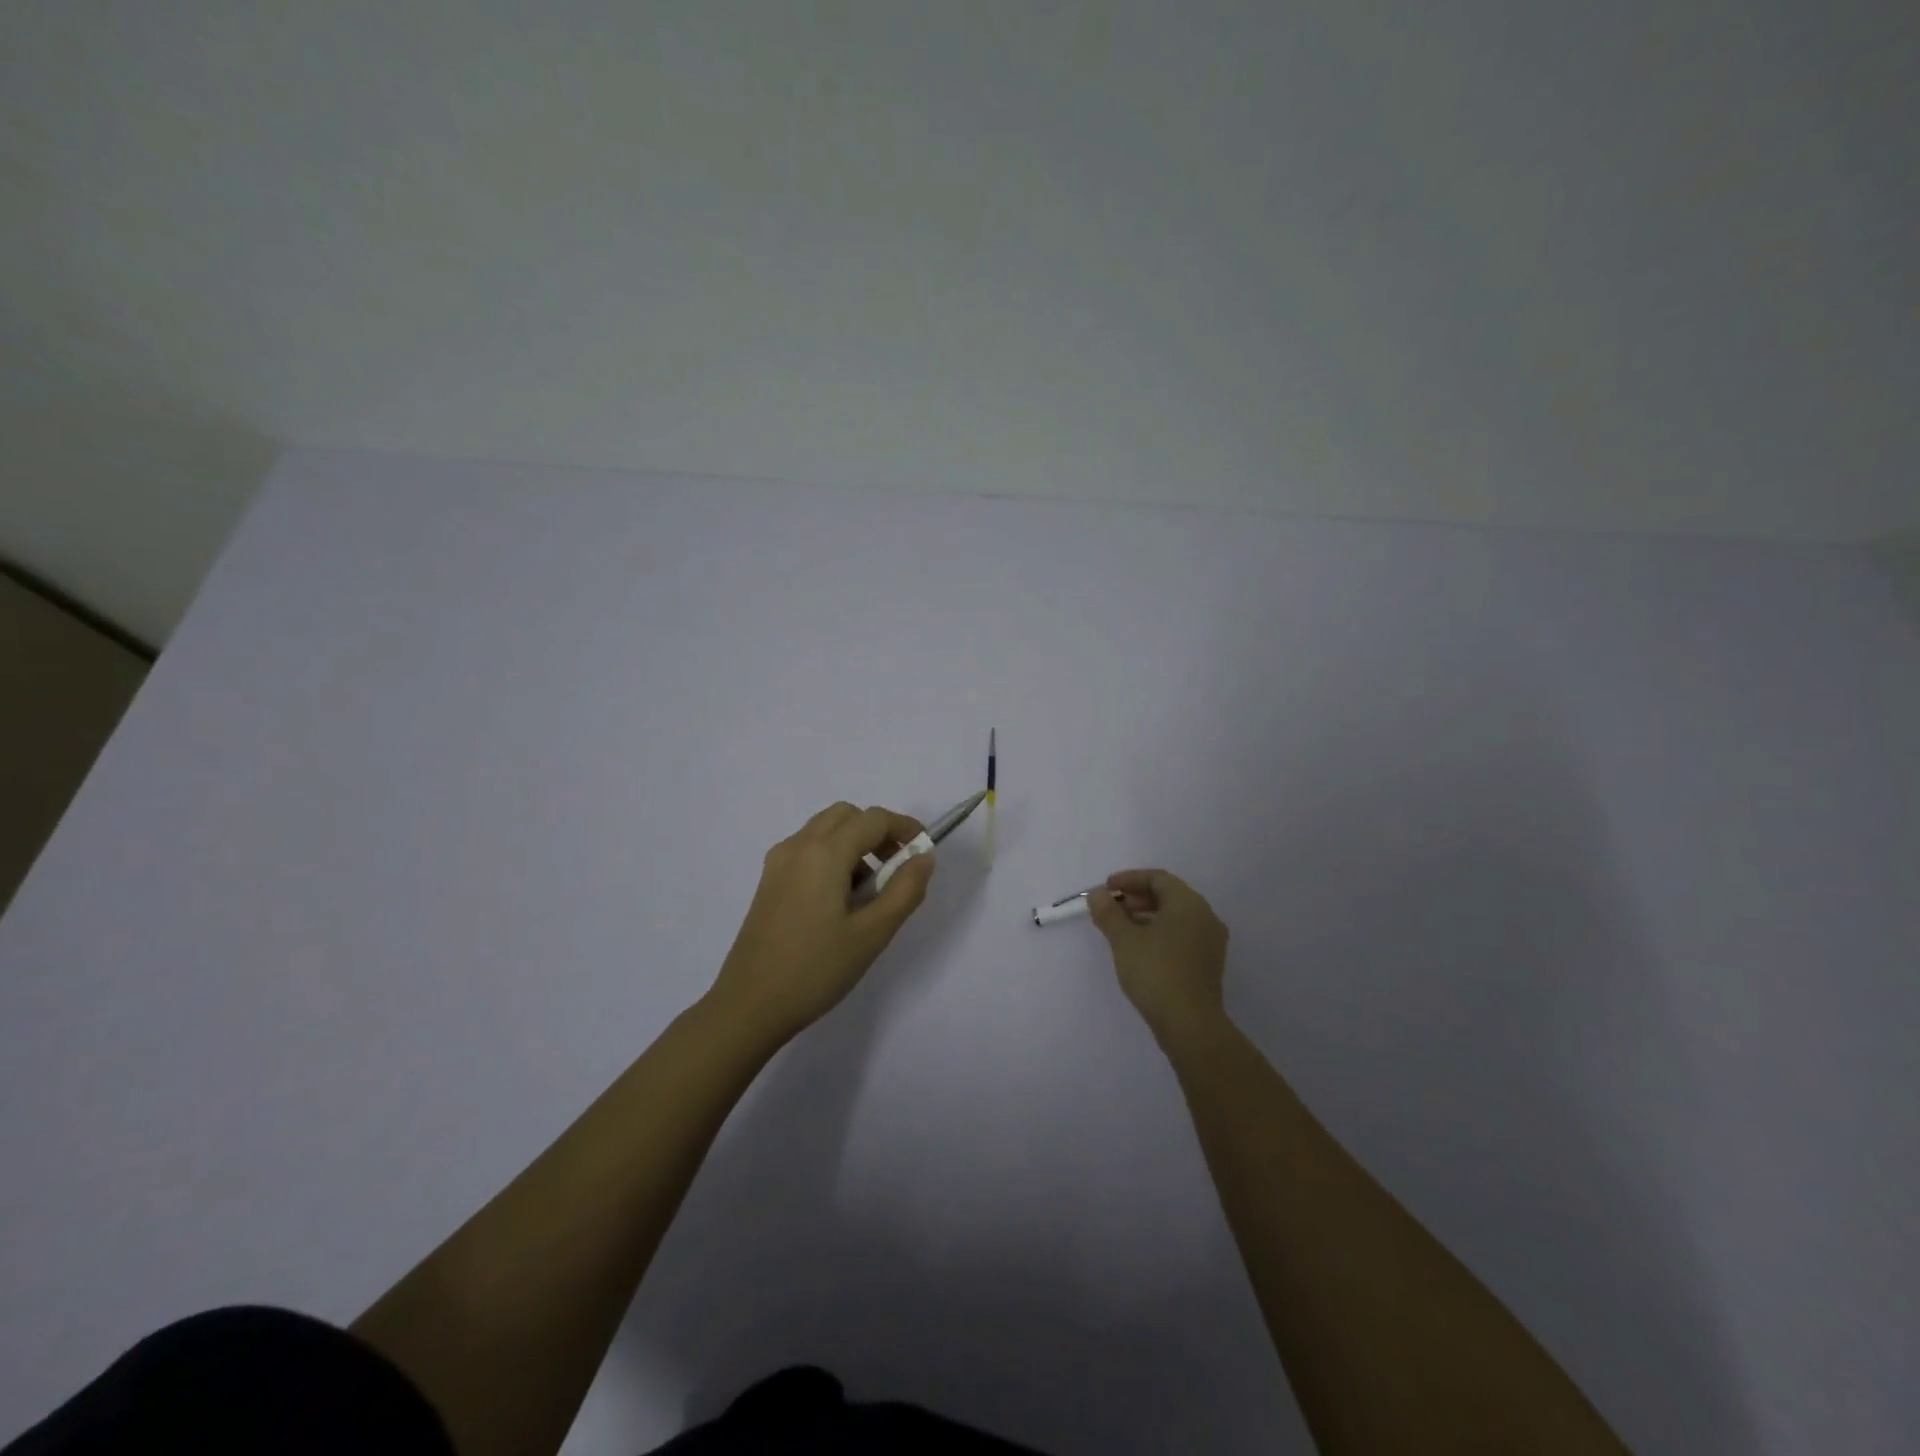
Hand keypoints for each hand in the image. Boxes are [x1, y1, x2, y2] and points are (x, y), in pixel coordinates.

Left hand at [707, 802, 935, 1043]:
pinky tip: (840, 901)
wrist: (749, 1006)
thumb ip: (904, 890)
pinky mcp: (769, 881)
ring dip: (854, 843)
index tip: (924, 852)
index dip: (905, 828)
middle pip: (846, 816)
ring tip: (870, 891)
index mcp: (824, 853)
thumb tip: (924, 858)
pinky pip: (807, 850)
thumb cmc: (815, 969)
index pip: (874, 819)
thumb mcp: (872, 934)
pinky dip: (832, 856)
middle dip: (877, 831)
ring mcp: (778, 863)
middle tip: (897, 867)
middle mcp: (798, 846)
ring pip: (825, 830)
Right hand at [1087, 869, 1229, 1044]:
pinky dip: (1160, 932)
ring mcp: (1210, 941)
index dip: (1129, 879)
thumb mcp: (1124, 939)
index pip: (1158, 878)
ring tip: (1121, 928)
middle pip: (1169, 895)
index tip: (1106, 888)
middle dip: (1137, 897)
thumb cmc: (1155, 972)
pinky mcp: (1209, 963)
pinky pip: (1182, 934)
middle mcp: (1205, 916)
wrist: (1190, 1024)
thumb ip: (1108, 912)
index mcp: (1188, 903)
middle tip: (1112, 907)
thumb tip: (1098, 894)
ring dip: (1147, 915)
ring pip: (1176, 916)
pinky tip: (1140, 947)